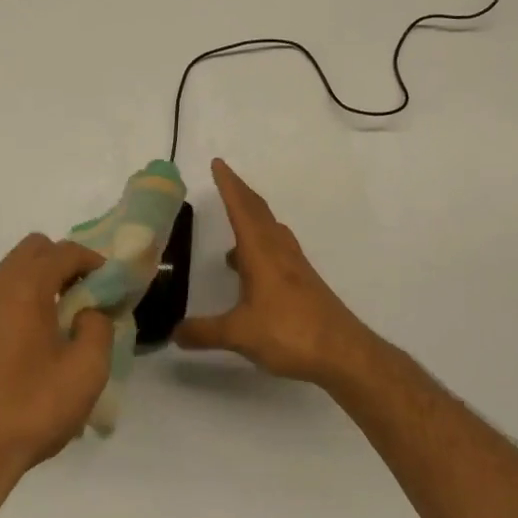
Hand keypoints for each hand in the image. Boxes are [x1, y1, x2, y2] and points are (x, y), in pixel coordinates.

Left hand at [0, 234, 112, 498]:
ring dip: (36, 283)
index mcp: (24, 287)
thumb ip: (98, 328)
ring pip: (8, 274)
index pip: (64, 251)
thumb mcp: (86, 372)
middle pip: (32, 251)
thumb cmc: (31, 409)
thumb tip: (88, 312)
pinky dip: (14, 306)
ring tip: (57, 323)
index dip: (92, 260)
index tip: (110, 283)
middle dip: (61, 263)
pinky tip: (24, 347)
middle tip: (83, 296)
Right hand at [174, 158, 376, 387]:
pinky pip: (277, 249)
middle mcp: (278, 251)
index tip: (218, 163)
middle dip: (240, 193)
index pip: (241, 209)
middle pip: (258, 212)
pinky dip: (261, 244)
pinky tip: (251, 269)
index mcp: (261, 252)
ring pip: (270, 229)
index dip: (228, 185)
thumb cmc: (290, 333)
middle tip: (224, 179)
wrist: (343, 353)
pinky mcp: (303, 282)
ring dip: (253, 218)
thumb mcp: (239, 334)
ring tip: (234, 225)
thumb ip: (204, 332)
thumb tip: (174, 333)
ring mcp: (295, 266)